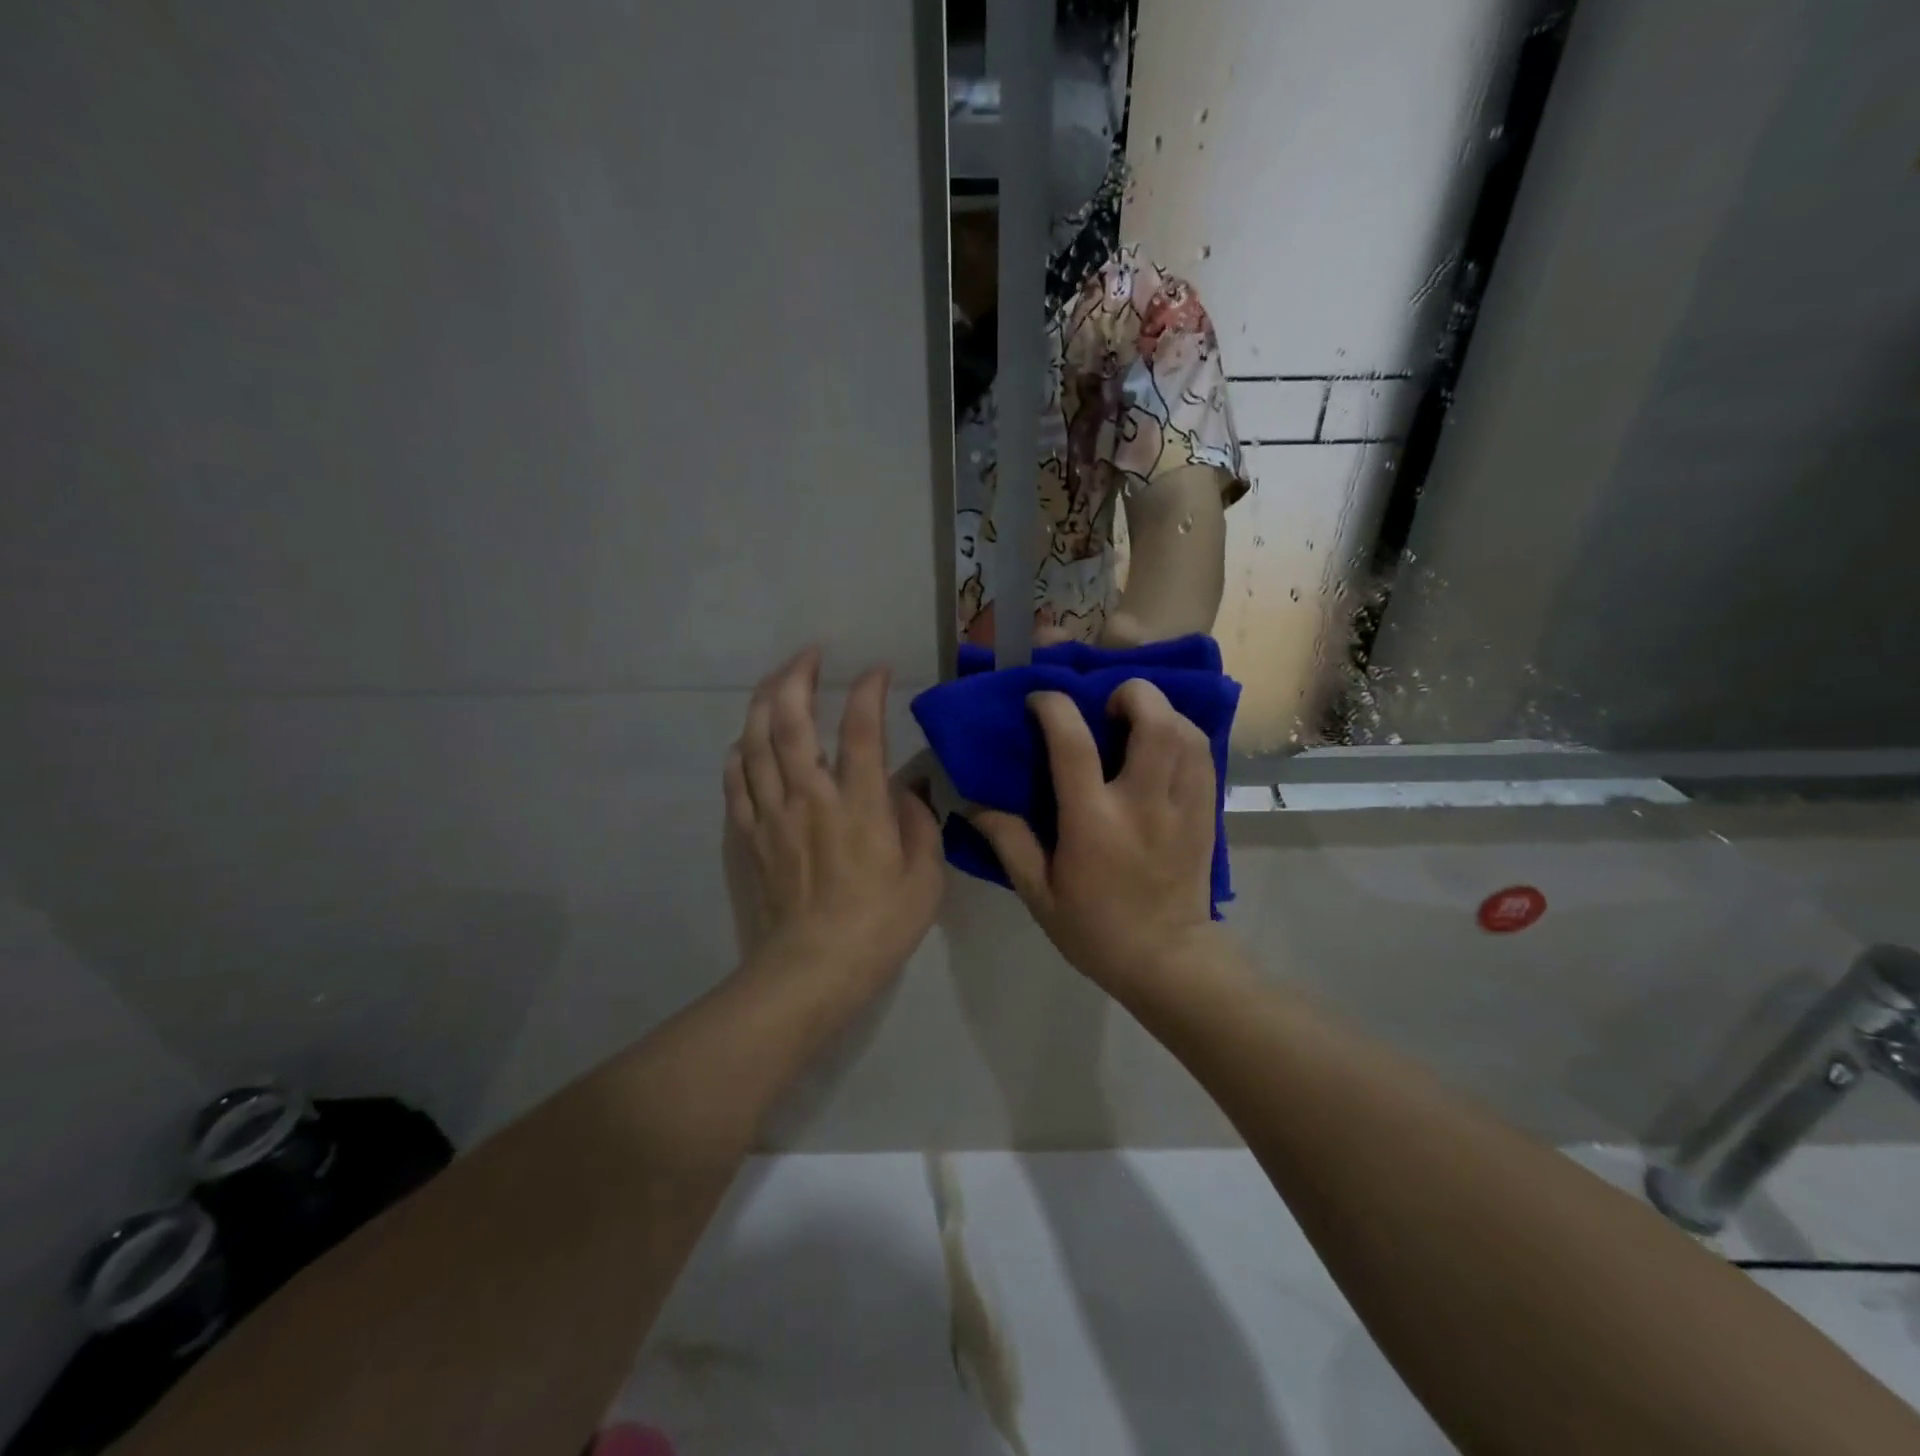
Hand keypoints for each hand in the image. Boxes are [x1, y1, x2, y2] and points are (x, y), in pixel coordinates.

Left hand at [723, 649, 943, 1003]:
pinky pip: (736, 782)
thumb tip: (905, 791)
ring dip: (763, 702)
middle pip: (791, 721)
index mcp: (859, 805)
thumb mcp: (925, 878)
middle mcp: (810, 797)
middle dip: (797, 677)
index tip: (876, 670)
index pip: (861, 730)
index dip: (868, 691)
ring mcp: (773, 814)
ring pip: (756, 743)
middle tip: (809, 653)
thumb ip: (919, 824)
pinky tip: (745, 741)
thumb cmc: (879, 925)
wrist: (813, 970)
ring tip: (776, 681)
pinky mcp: (751, 836)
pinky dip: (739, 753)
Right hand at [969, 680, 1216, 992]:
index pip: (1073, 744)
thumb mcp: (1039, 894)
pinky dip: (1184, 735)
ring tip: (1137, 719)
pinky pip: (1204, 756)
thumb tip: (976, 806)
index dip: (1054, 707)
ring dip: (1161, 711)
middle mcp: (1142, 804)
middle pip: (1154, 722)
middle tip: (1109, 703)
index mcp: (1093, 822)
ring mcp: (1182, 806)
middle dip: (1132, 693)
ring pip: (1186, 733)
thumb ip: (1009, 843)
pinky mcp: (1206, 813)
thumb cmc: (1095, 930)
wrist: (1166, 960)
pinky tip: (1165, 744)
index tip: (1041, 701)